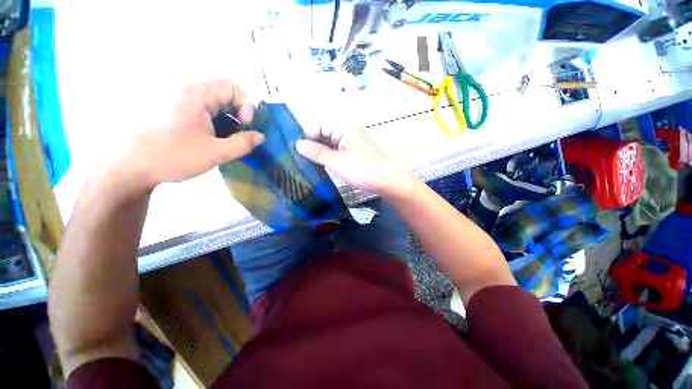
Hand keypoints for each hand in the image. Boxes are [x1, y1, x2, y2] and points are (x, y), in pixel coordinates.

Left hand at [112, 80, 263, 189]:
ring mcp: (175, 101)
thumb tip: (260, 136)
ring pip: (212, 104)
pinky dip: (212, 123)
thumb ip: (243, 144)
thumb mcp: (215, 153)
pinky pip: (200, 110)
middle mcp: (185, 92)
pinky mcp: (170, 111)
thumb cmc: (172, 156)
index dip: (246, 104)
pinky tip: (210, 140)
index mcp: (195, 96)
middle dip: (237, 115)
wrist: (128, 167)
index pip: (232, 86)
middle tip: (237, 136)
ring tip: (224, 141)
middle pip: (223, 95)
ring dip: (226, 121)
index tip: (245, 125)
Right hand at [295, 124, 411, 195]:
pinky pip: (336, 151)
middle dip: (312, 145)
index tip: (296, 151)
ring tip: (307, 164)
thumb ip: (318, 152)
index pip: (318, 125)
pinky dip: (328, 157)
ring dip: (319, 153)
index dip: (307, 136)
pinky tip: (321, 166)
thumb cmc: (364, 170)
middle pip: (323, 134)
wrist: (389, 182)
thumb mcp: (338, 162)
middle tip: (299, 159)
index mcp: (343, 128)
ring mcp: (351, 143)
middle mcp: (347, 132)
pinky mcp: (353, 154)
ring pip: (329, 144)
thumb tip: (297, 143)